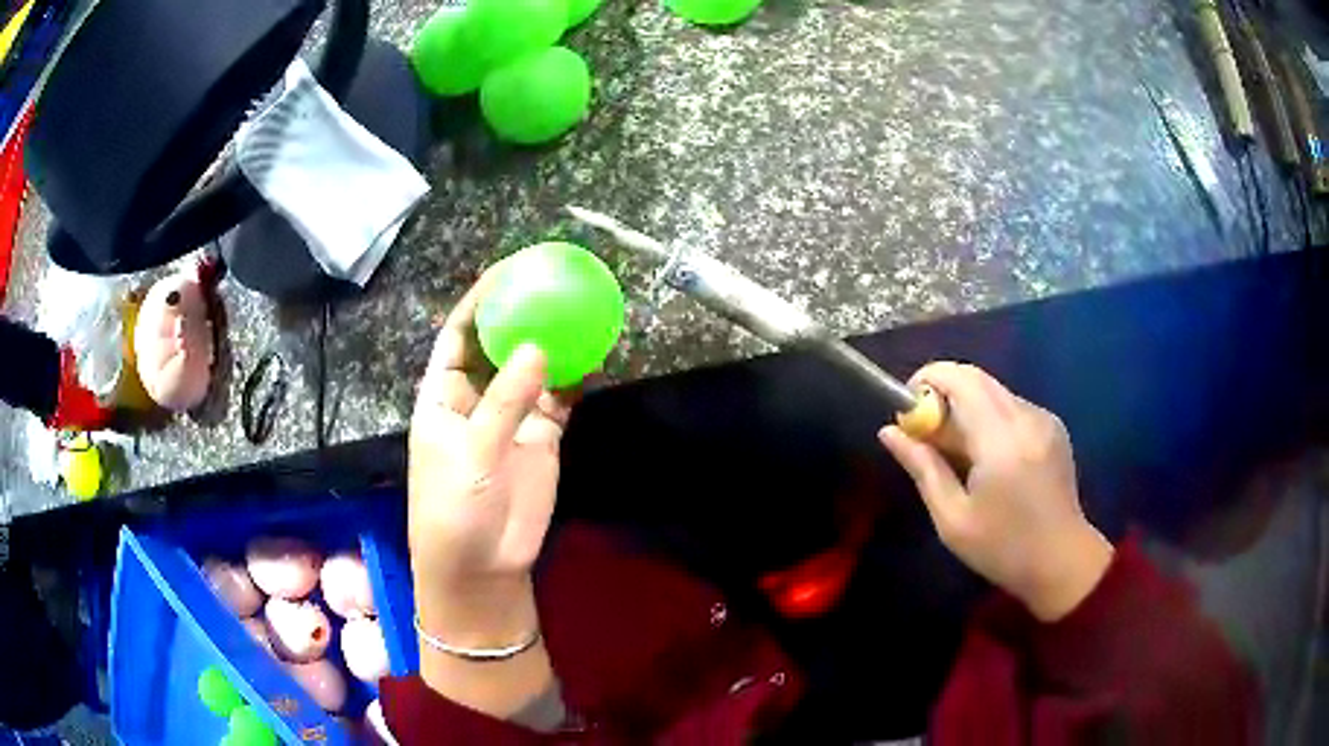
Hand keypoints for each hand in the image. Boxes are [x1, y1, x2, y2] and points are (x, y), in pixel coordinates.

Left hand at [408, 270, 571, 646]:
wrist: (481, 565)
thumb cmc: (453, 507)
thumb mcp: (470, 452)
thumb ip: (504, 402)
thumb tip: (538, 348)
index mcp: (444, 394)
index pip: (459, 336)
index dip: (479, 303)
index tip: (506, 272)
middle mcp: (478, 397)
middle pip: (500, 344)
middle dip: (522, 313)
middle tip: (551, 280)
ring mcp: (512, 416)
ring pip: (534, 368)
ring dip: (554, 341)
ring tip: (579, 308)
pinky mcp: (542, 437)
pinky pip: (560, 398)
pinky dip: (576, 378)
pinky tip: (595, 353)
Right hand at [878, 362, 1113, 621]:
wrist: (1062, 562)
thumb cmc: (1002, 549)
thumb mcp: (952, 519)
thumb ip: (923, 468)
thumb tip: (889, 431)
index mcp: (1001, 441)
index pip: (960, 379)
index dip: (928, 380)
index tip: (908, 407)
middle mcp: (1026, 417)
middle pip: (976, 378)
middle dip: (944, 394)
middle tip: (926, 433)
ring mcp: (1044, 418)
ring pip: (994, 392)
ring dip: (966, 408)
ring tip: (956, 453)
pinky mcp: (1054, 426)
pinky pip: (1012, 407)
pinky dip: (990, 419)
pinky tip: (988, 459)